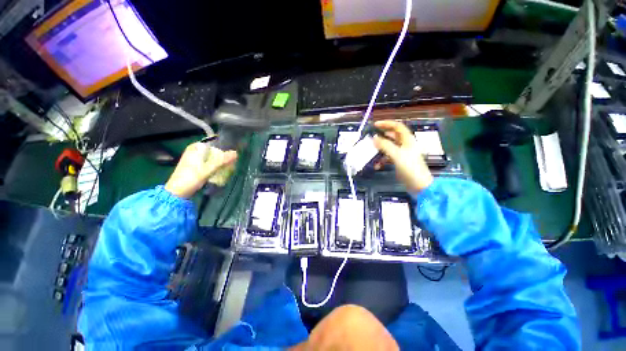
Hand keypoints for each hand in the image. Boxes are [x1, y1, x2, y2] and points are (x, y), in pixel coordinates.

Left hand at [165, 142, 237, 197]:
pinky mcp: (196, 166)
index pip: (215, 143)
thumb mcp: (208, 169)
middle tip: (233, 163)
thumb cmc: (191, 178)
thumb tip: (236, 153)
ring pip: (213, 157)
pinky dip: (216, 166)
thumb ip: (222, 160)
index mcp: (196, 147)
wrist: (177, 192)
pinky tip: (221, 172)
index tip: (234, 155)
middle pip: (214, 151)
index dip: (225, 148)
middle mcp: (195, 150)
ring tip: (229, 168)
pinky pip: (210, 163)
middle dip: (224, 156)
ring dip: (221, 162)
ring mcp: (195, 159)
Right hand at [373, 120, 432, 192]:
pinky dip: (381, 160)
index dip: (386, 124)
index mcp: (407, 140)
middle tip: (371, 137)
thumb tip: (374, 138)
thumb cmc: (409, 168)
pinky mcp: (399, 162)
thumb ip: (385, 145)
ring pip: (389, 147)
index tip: (374, 125)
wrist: (419, 185)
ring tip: (371, 152)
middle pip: (392, 136)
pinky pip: (388, 157)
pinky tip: (376, 165)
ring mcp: (402, 153)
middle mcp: (405, 144)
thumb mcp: (396, 155)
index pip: (397, 126)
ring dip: (380, 150)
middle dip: (381, 136)